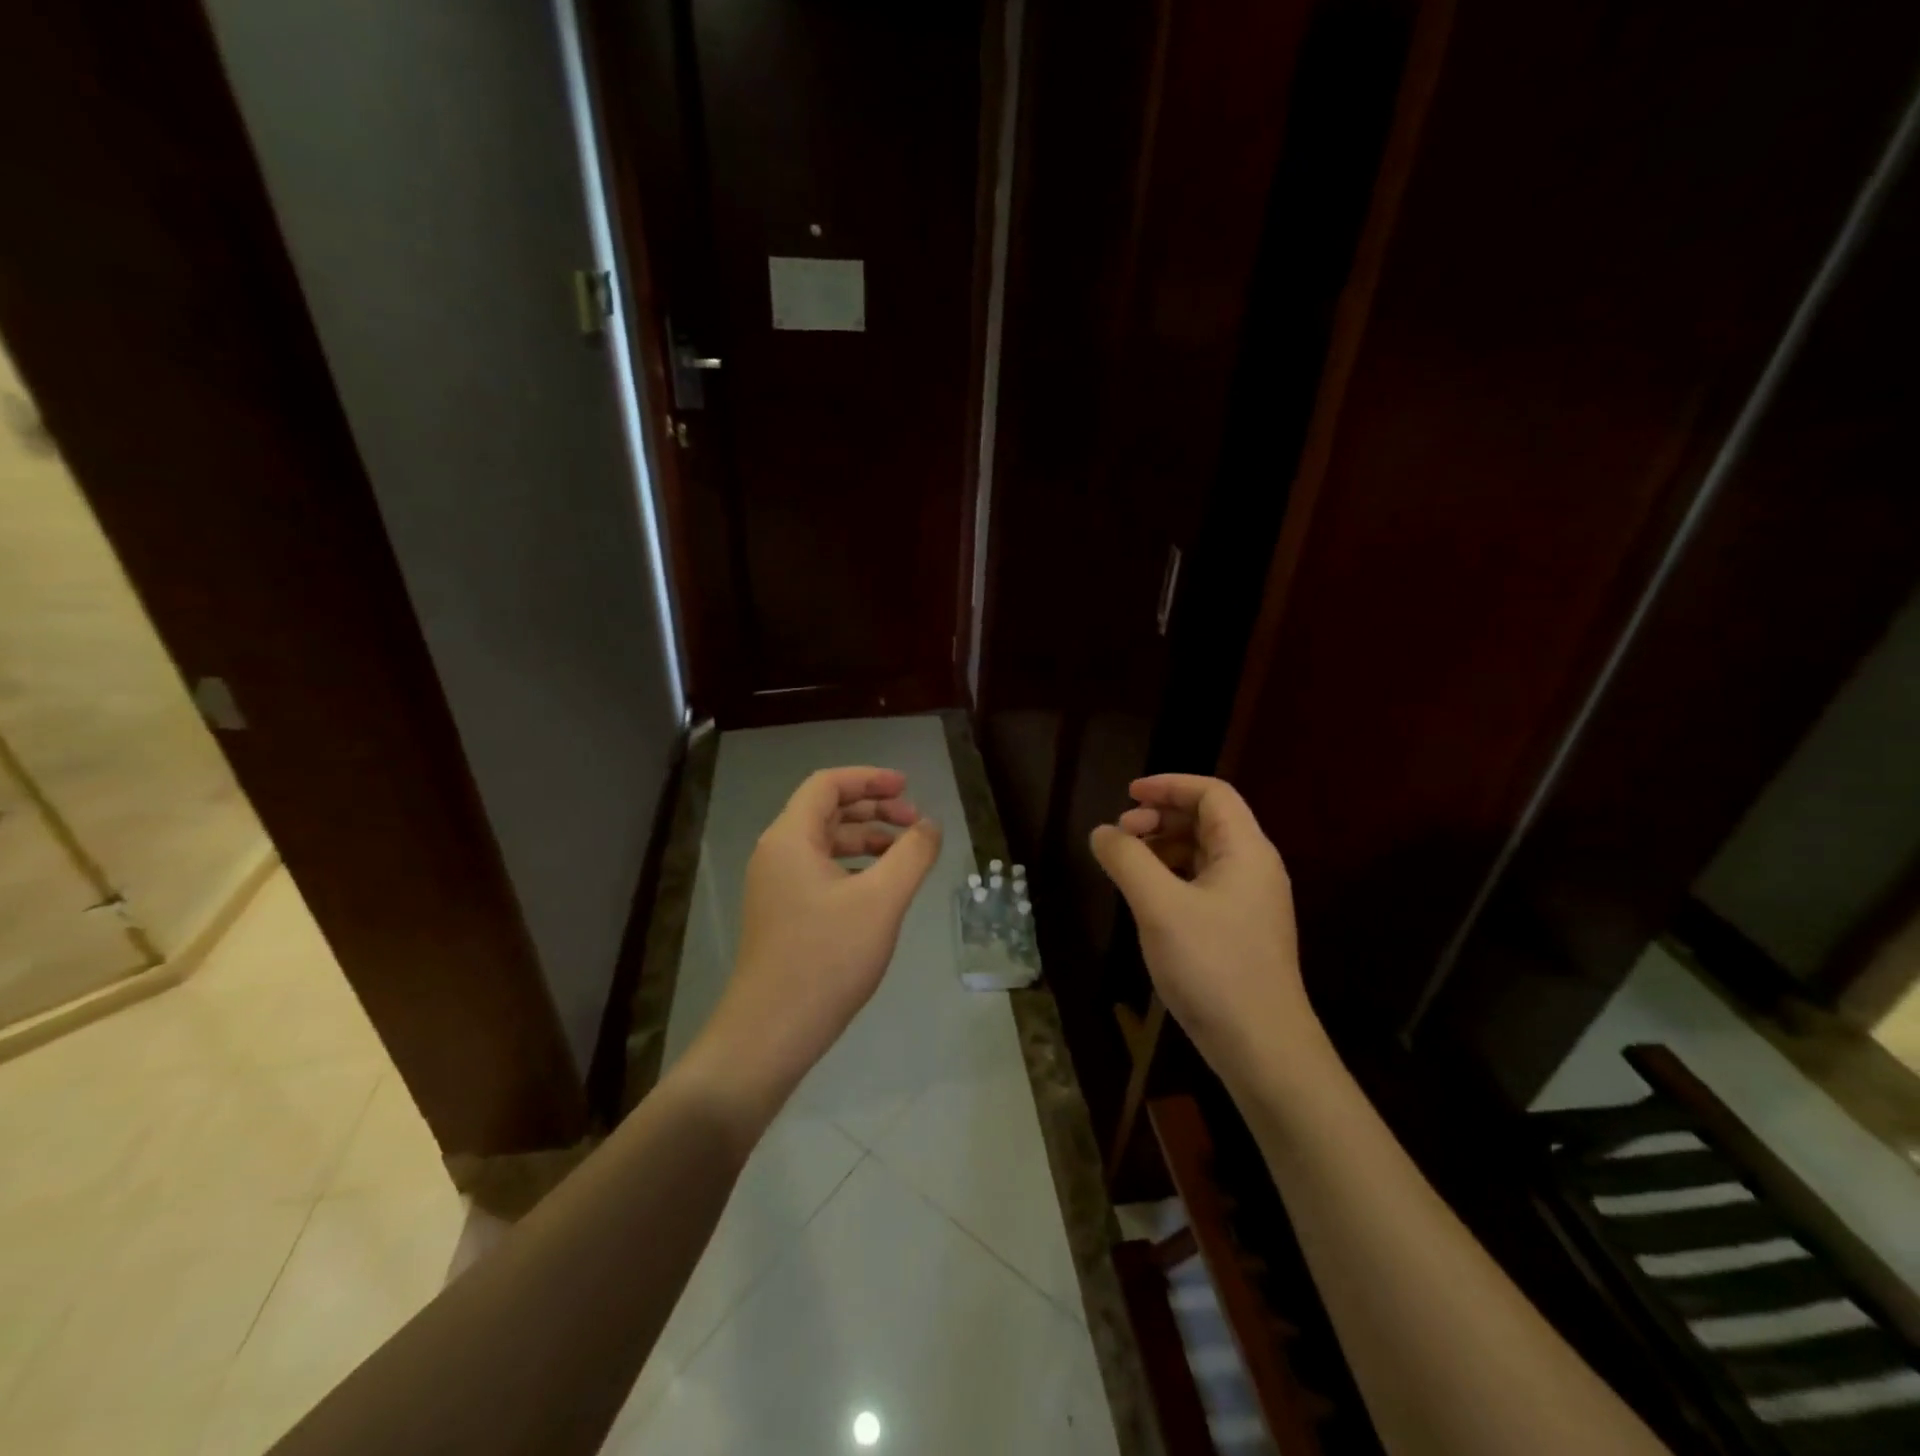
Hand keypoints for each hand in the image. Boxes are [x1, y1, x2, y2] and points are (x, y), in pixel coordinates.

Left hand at [696, 766, 940, 1120]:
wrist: (770, 1033)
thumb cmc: (826, 959)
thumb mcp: (881, 901)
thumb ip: (912, 855)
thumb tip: (930, 826)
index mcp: (790, 838)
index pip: (827, 785)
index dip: (869, 779)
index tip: (908, 788)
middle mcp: (776, 854)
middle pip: (826, 811)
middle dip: (873, 809)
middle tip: (914, 822)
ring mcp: (775, 886)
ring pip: (824, 844)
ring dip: (866, 840)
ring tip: (905, 855)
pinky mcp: (782, 914)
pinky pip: (820, 872)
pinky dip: (853, 867)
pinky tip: (880, 889)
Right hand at [1090, 774, 1324, 1090]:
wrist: (1262, 1048)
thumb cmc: (1213, 967)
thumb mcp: (1159, 907)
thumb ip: (1127, 860)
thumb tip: (1102, 832)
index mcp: (1246, 851)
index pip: (1212, 793)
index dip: (1169, 785)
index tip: (1127, 796)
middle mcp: (1254, 868)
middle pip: (1208, 820)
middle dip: (1161, 817)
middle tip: (1121, 834)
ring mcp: (1250, 902)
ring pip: (1203, 854)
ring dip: (1164, 847)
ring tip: (1127, 865)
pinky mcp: (1240, 930)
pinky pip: (1204, 884)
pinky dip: (1172, 877)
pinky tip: (1147, 898)